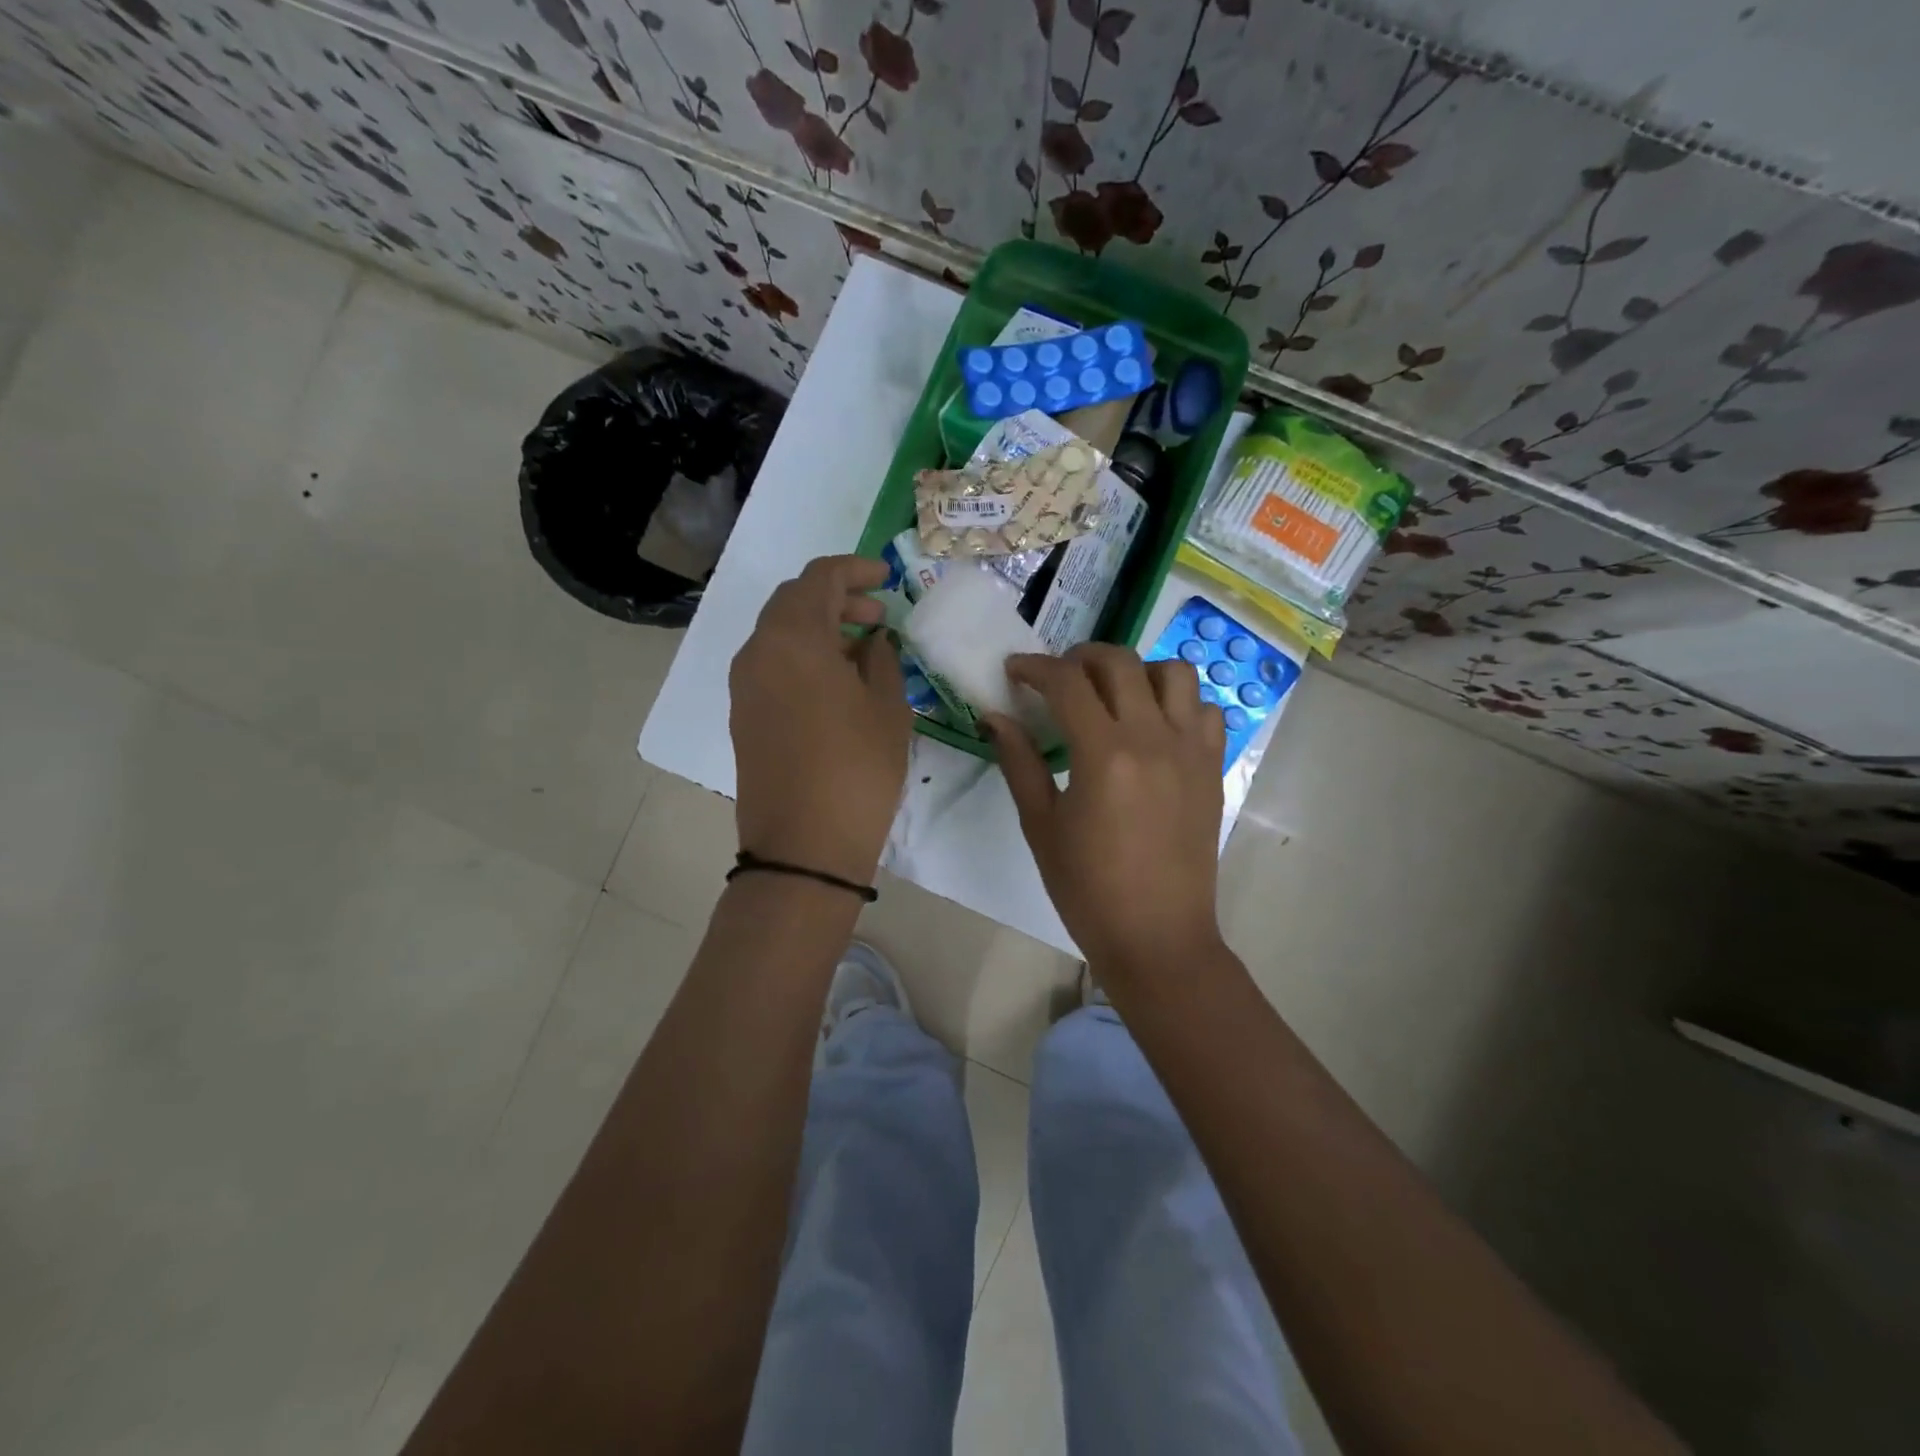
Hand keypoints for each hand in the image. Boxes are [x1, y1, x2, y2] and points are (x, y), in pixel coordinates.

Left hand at [729, 555, 911, 886]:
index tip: (885, 579)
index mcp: (793, 638)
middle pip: (793, 601)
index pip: (819, 578)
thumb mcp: (887, 709)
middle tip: (878, 616)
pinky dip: (803, 656)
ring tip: (863, 649)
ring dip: (819, 629)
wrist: (803, 846)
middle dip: (837, 598)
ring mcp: (744, 685)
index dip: (854, 570)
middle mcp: (758, 651)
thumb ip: (882, 661)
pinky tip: (837, 682)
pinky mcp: (743, 714)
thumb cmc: (857, 770)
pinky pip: (772, 665)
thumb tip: (873, 641)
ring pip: (780, 634)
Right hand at [987, 644, 1226, 979]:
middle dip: (1081, 657)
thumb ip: (1019, 762)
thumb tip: (995, 717)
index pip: (1067, 682)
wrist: (1158, 937)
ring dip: (1137, 671)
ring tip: (1112, 694)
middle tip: (1058, 677)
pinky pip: (1205, 711)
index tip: (1015, 671)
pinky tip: (1154, 726)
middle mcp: (1153, 738)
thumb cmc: (1088, 889)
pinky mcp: (1213, 768)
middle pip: (1120, 662)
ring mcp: (1192, 751)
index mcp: (1104, 754)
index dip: (1035, 667)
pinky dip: (1178, 703)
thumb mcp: (1041, 826)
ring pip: (1174, 673)